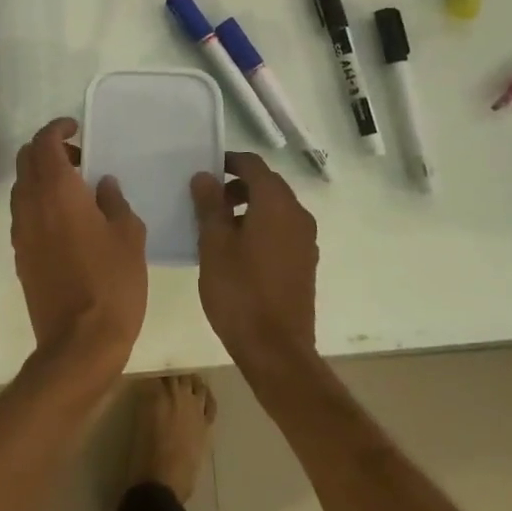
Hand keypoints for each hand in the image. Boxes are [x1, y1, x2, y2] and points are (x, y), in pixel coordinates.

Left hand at [10, 118, 146, 382]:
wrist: (79, 342)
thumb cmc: (112, 282)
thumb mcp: (129, 235)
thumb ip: (114, 201)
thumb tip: (102, 185)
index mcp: (58, 190)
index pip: (44, 142)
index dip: (57, 128)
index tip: (76, 128)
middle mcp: (32, 204)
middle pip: (26, 159)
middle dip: (47, 149)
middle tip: (78, 158)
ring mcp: (21, 230)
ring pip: (21, 186)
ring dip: (41, 176)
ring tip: (75, 189)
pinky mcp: (20, 254)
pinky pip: (23, 213)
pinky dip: (38, 202)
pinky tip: (66, 220)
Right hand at [191, 152, 319, 373]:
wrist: (276, 349)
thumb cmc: (239, 291)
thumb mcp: (214, 245)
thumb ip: (210, 205)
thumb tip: (206, 177)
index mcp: (276, 205)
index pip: (254, 165)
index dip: (230, 162)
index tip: (206, 170)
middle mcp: (298, 216)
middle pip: (268, 185)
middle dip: (238, 185)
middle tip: (207, 199)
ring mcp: (305, 241)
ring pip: (276, 209)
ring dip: (249, 207)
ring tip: (218, 226)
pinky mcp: (305, 263)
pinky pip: (282, 230)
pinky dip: (261, 226)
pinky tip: (237, 250)